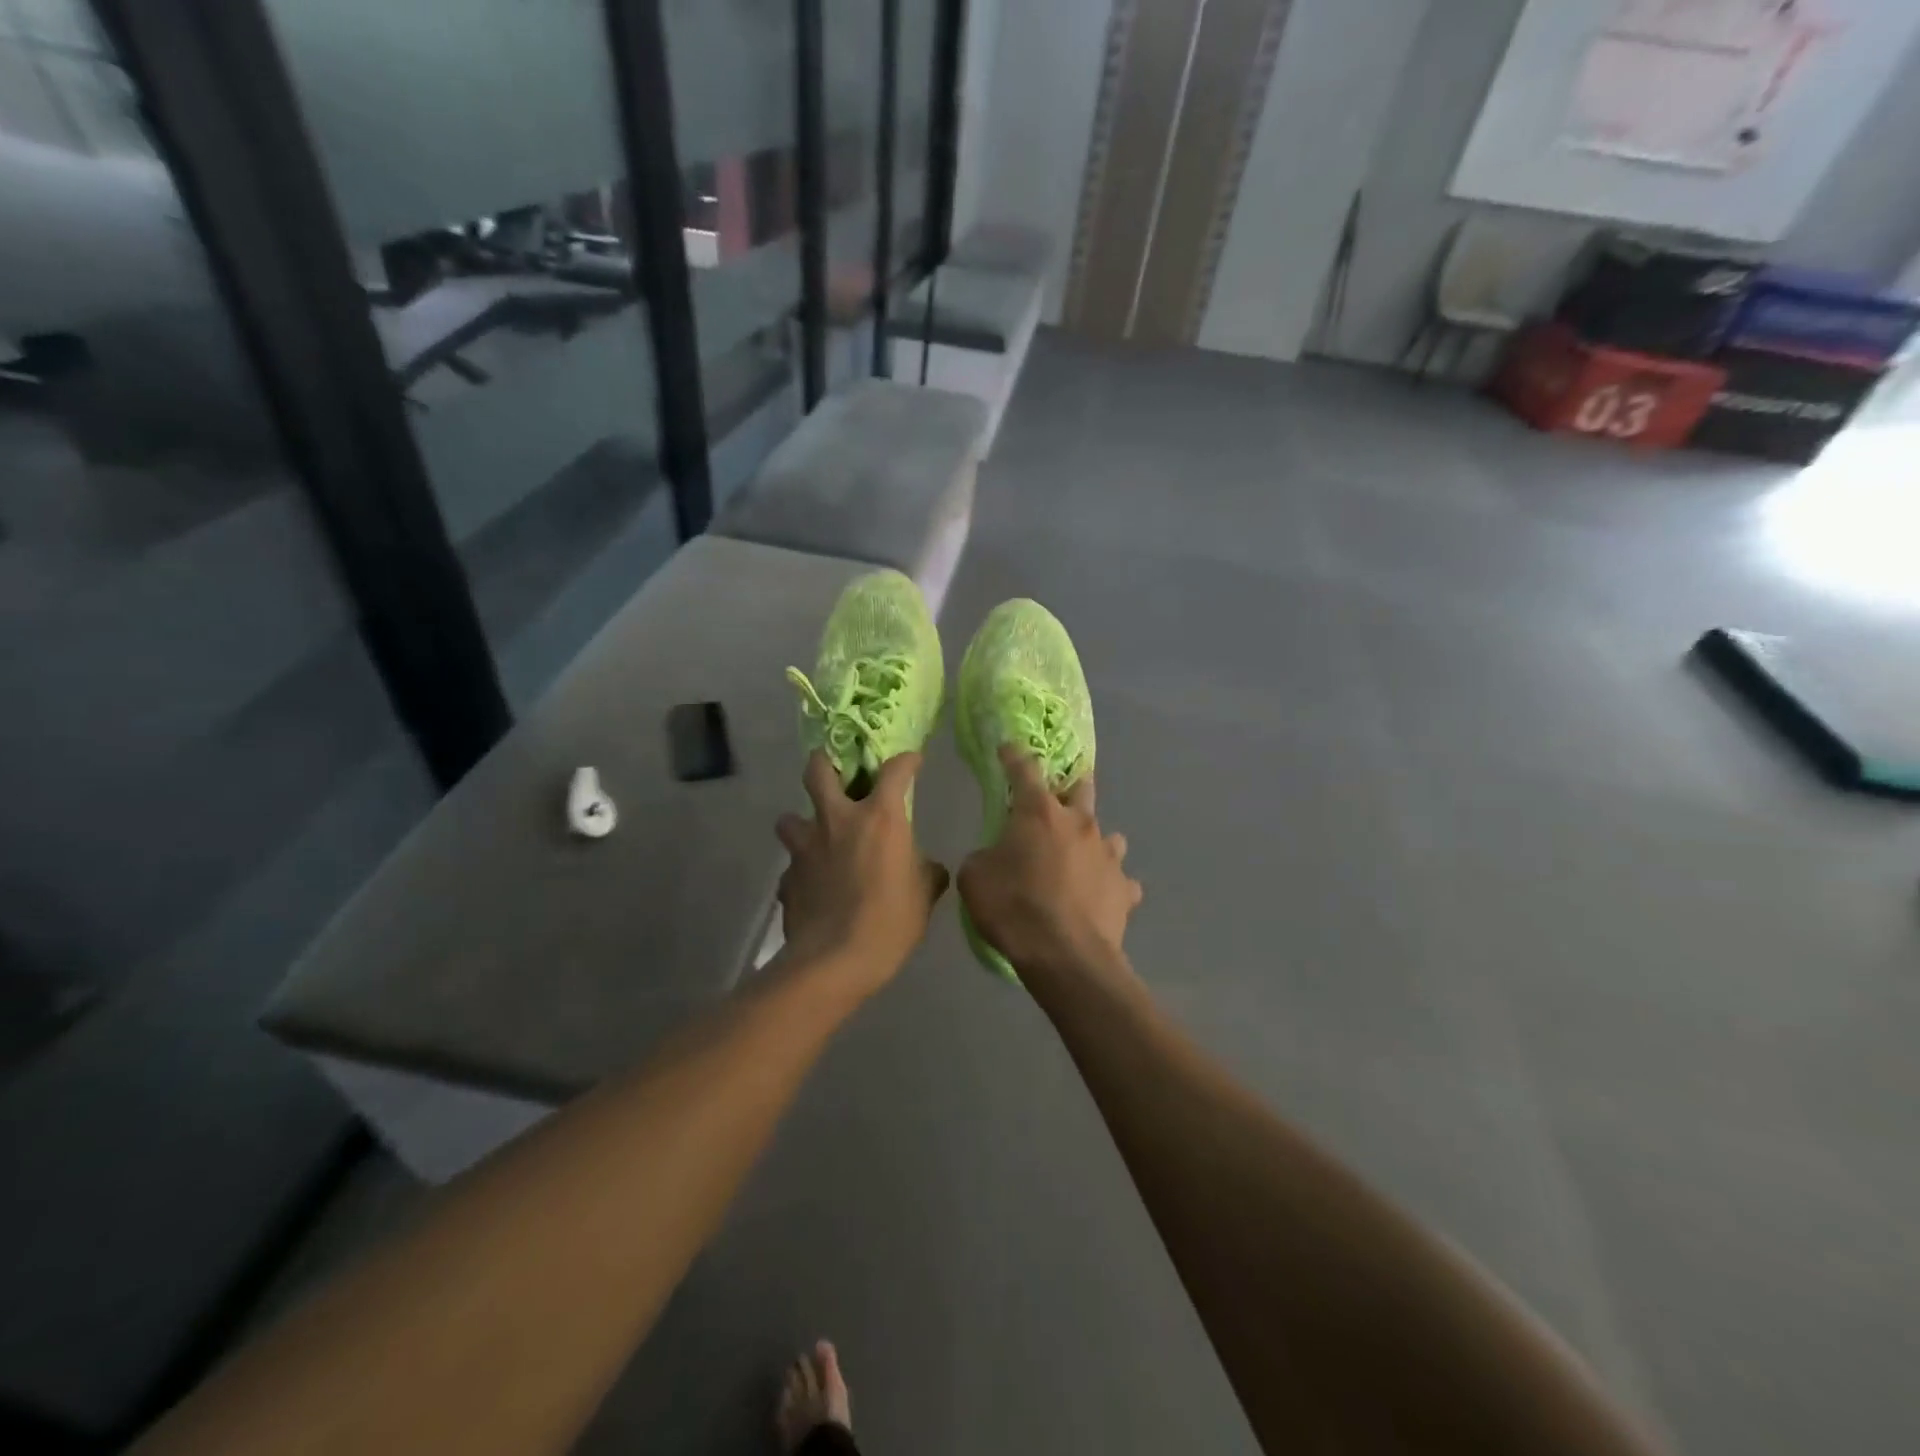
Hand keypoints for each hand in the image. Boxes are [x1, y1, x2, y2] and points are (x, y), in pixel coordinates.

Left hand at [776, 751, 949, 994]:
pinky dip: (801, 870)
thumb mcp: (924, 895)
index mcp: (879, 818)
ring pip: (789, 818)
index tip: (912, 761)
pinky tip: (812, 886)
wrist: (834, 961)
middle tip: (835, 772)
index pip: (895, 771)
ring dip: (801, 822)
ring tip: (816, 837)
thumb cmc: (890, 921)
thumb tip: (930, 868)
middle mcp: (837, 821)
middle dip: (825, 763)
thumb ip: (927, 872)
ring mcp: (805, 848)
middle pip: (818, 770)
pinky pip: (791, 866)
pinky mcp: (787, 878)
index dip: (906, 761)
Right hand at [958, 746, 1142, 982]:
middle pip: (1081, 788)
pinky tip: (1100, 897)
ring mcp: (1108, 855)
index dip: (1013, 755)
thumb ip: (984, 857)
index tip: (1007, 748)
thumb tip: (994, 857)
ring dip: (1094, 840)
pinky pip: (1120, 880)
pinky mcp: (1125, 888)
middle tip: (1060, 794)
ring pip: (1108, 835)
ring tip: (1082, 856)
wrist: (1066, 957)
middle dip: (1070, 785)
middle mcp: (1079, 823)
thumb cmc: (1014, 909)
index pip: (1024, 769)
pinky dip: (1110, 884)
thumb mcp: (975, 879)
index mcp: (1039, 813)